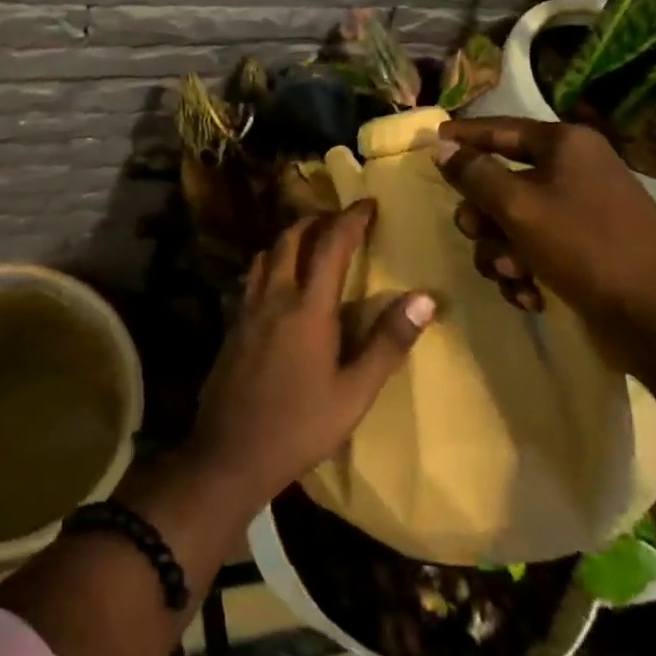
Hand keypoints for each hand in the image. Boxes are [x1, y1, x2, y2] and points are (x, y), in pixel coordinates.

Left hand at [188, 202, 434, 508]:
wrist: (231, 452)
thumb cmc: (301, 426)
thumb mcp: (355, 393)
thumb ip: (388, 343)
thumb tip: (425, 298)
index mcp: (308, 308)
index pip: (331, 245)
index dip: (351, 219)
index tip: (368, 203)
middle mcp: (274, 296)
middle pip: (291, 238)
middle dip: (316, 220)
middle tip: (340, 220)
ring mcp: (247, 309)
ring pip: (267, 254)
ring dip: (290, 238)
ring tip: (311, 243)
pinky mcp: (232, 324)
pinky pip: (253, 277)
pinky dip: (271, 263)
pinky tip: (280, 283)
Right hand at [433, 117, 655, 367]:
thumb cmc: (586, 246)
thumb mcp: (518, 205)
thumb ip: (474, 174)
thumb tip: (442, 146)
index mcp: (564, 146)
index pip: (500, 129)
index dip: (464, 135)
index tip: (430, 140)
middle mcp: (572, 172)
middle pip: (500, 183)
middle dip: (483, 216)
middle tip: (476, 233)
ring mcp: (579, 214)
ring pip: (510, 224)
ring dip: (501, 252)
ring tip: (514, 275)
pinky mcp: (582, 254)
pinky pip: (532, 252)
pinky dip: (523, 273)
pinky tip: (530, 295)